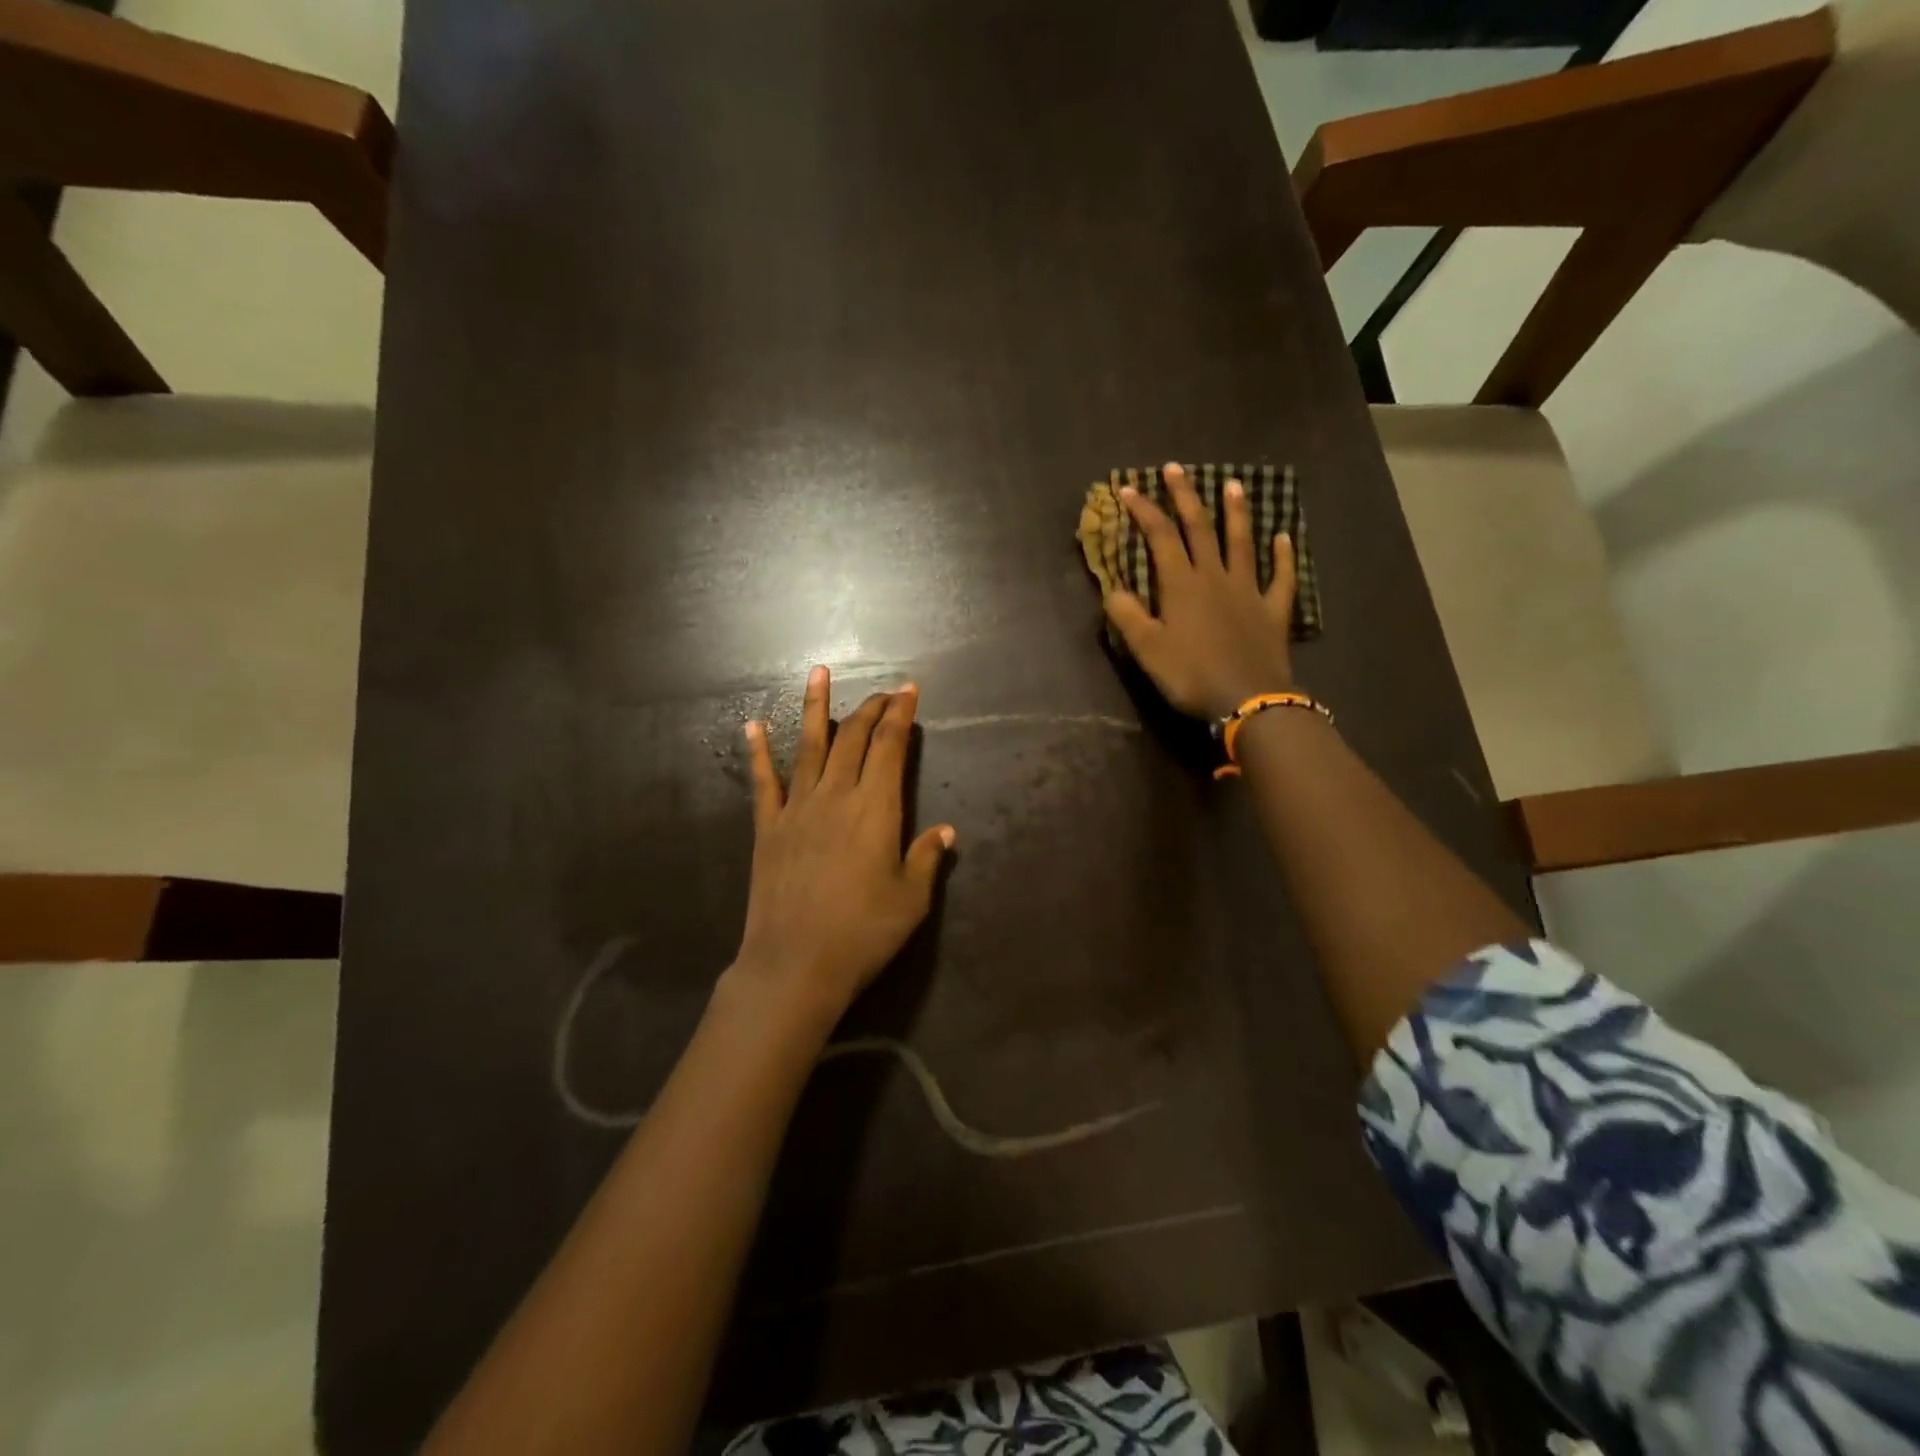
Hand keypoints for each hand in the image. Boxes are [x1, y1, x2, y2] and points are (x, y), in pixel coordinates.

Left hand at [728, 667, 955, 1025]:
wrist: (795, 964)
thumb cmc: (862, 933)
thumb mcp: (911, 900)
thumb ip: (927, 859)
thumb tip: (946, 831)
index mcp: (876, 809)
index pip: (891, 747)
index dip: (901, 715)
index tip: (909, 691)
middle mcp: (836, 796)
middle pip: (853, 738)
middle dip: (871, 708)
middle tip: (883, 691)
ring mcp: (797, 808)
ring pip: (808, 745)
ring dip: (815, 707)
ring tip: (818, 672)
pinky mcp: (768, 827)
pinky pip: (763, 781)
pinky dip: (758, 751)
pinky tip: (753, 725)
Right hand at [1102, 462, 1297, 720]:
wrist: (1248, 699)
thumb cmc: (1191, 674)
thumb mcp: (1146, 649)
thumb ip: (1127, 615)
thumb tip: (1112, 588)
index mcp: (1181, 584)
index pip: (1160, 536)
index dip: (1144, 510)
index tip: (1129, 489)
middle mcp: (1215, 577)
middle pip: (1199, 528)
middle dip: (1185, 497)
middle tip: (1176, 468)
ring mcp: (1248, 591)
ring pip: (1241, 543)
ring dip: (1235, 513)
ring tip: (1233, 485)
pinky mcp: (1272, 611)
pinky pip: (1280, 577)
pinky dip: (1283, 556)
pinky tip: (1284, 538)